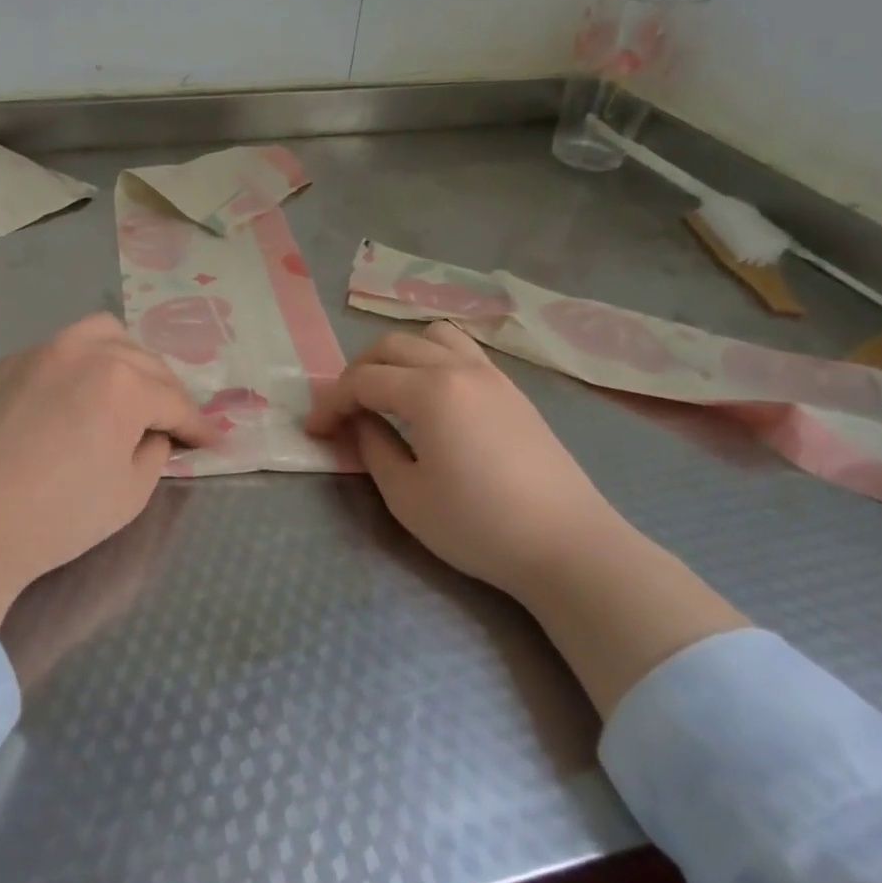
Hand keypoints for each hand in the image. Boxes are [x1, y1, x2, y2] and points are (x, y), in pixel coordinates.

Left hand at [0, 313, 215, 628]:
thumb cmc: (57, 517)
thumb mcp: (130, 494)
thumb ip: (155, 454)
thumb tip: (154, 434)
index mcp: (122, 383)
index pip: (174, 401)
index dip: (198, 425)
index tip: (213, 441)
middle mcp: (84, 352)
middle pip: (143, 362)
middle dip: (166, 392)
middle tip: (173, 423)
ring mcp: (40, 352)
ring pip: (100, 334)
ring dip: (126, 359)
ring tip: (128, 390)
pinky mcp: (6, 365)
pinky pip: (58, 350)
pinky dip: (81, 365)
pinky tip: (75, 395)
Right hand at [305, 321, 628, 597]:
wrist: (567, 545)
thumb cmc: (478, 526)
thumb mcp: (406, 496)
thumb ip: (373, 448)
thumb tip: (359, 423)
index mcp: (429, 391)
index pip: (362, 380)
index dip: (331, 403)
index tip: (314, 431)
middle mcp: (458, 367)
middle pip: (391, 346)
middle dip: (356, 372)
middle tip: (343, 411)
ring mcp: (491, 374)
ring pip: (431, 337)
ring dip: (397, 356)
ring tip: (387, 391)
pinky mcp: (512, 390)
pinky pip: (462, 350)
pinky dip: (432, 358)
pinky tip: (430, 395)